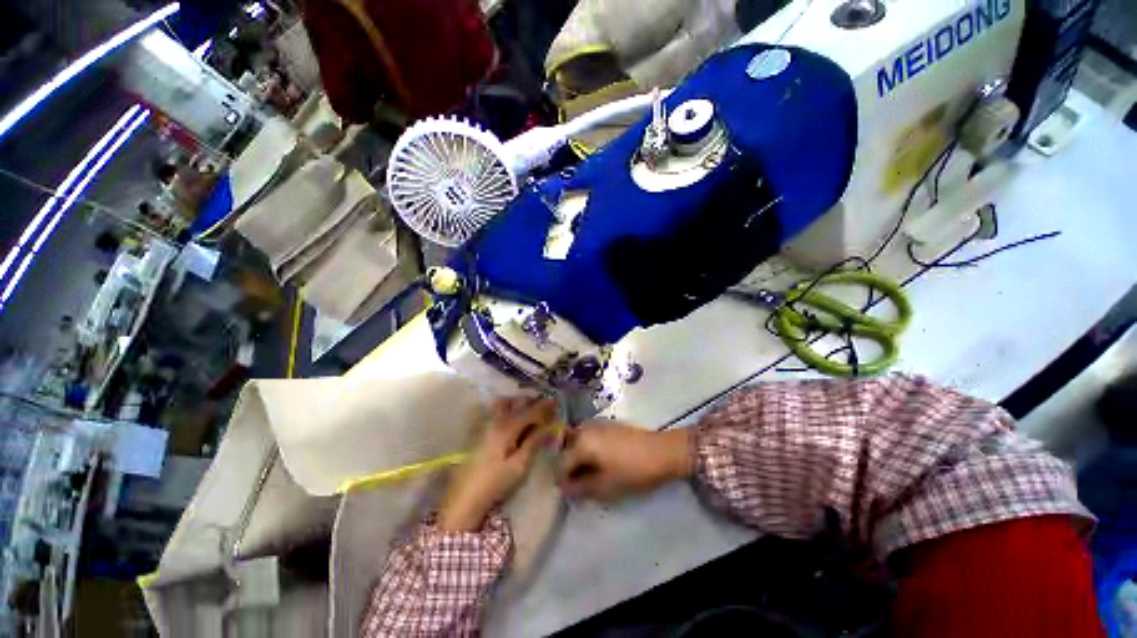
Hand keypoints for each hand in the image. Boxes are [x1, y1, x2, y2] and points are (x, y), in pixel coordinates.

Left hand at [438, 397, 558, 531]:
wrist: (462, 499)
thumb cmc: (494, 484)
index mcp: (505, 428)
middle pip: (516, 404)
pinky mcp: (477, 431)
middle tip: (545, 405)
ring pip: (504, 405)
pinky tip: (512, 414)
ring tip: (530, 407)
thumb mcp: (519, 466)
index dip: (544, 407)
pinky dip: (507, 407)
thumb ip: (534, 442)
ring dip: (519, 403)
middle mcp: (494, 421)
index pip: (529, 412)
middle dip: (532, 402)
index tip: (556, 402)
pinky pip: (495, 411)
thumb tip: (550, 426)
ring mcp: (483, 425)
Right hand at [558, 422, 692, 501]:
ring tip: (589, 474)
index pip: (561, 464)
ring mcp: (596, 424)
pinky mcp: (607, 424)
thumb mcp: (605, 486)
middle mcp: (585, 428)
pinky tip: (599, 462)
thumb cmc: (632, 471)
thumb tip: (564, 489)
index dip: (562, 481)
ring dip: (579, 458)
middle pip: (567, 449)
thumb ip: (580, 488)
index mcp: (581, 442)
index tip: (569, 494)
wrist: (662, 452)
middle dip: (570, 467)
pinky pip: (589, 437)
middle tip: (578, 484)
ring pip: (577, 442)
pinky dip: (588, 450)